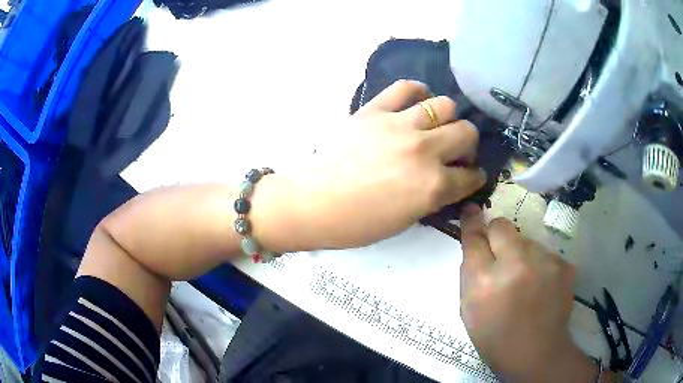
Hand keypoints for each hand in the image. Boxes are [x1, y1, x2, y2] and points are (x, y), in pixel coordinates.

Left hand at [297, 80, 485, 248]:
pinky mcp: (375, 110)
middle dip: (468, 144)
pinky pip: (405, 87)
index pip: (471, 176)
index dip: (474, 177)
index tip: (471, 175)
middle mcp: (424, 150)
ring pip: (444, 105)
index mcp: (433, 186)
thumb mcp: (406, 219)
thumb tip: (447, 180)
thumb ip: (433, 197)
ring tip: (435, 126)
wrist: (314, 202)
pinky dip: (417, 91)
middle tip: (454, 151)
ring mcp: (400, 125)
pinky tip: (417, 101)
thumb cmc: (358, 222)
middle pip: (466, 132)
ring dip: (447, 118)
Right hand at [459, 205, 598, 381]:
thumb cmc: (495, 337)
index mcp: (484, 280)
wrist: (537, 353)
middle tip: (501, 256)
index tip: (472, 209)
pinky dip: (539, 264)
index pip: (474, 237)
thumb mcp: (469, 310)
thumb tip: (476, 243)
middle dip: (497, 235)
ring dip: (521, 253)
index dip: (472, 221)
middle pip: (502, 226)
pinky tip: (541, 285)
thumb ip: (470, 274)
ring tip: (525, 280)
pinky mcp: (563, 263)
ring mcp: (544, 261)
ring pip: (526, 239)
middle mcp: (515, 263)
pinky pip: (544, 252)